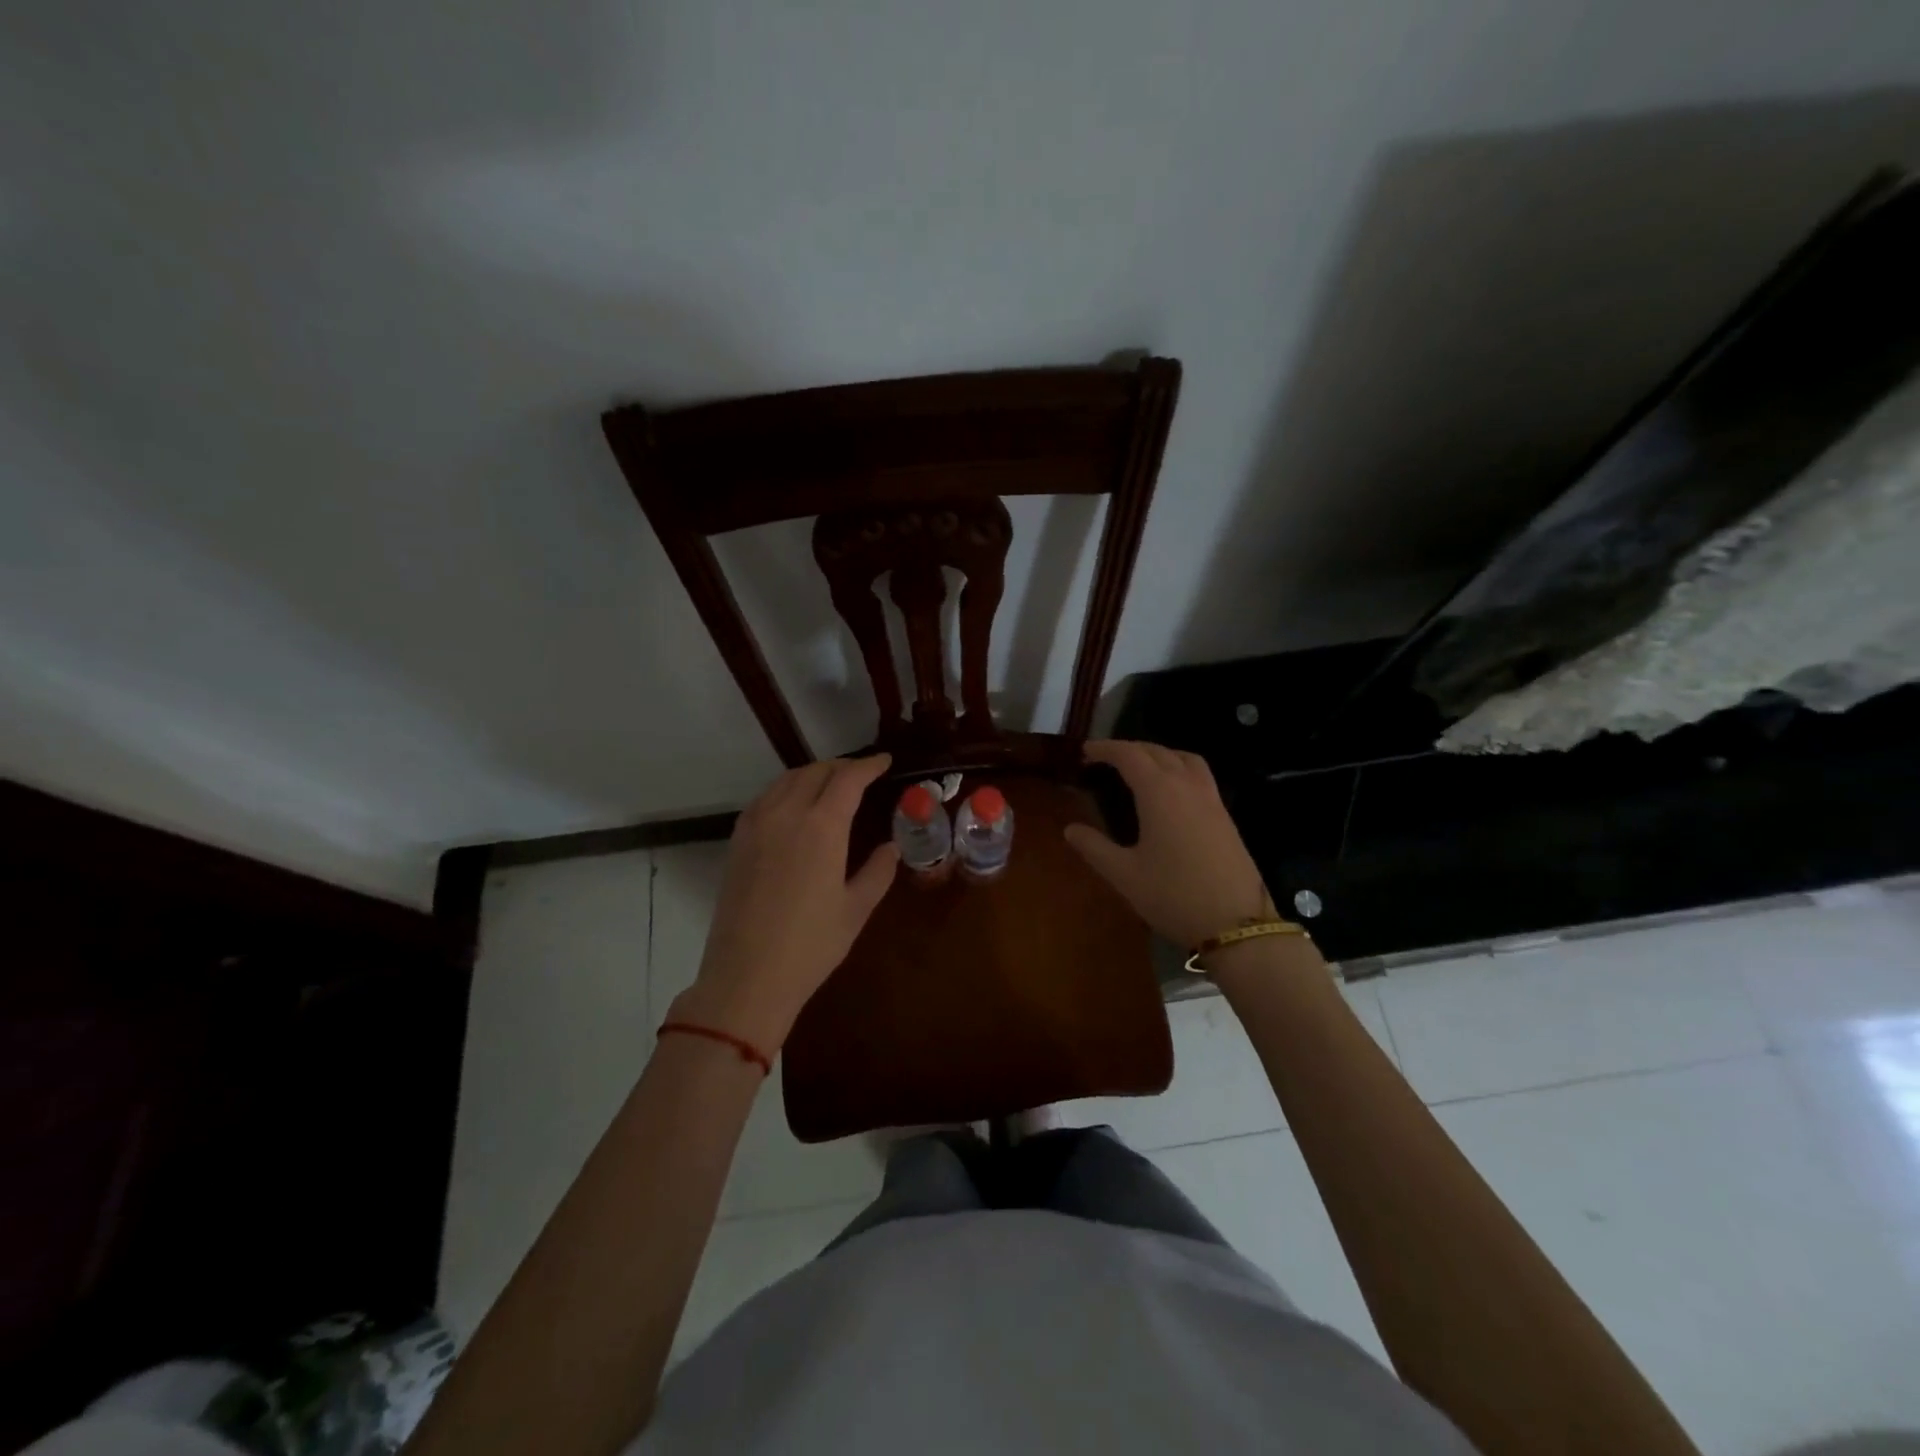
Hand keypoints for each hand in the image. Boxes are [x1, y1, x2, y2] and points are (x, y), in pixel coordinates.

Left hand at [673, 754, 897, 1054]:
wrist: (747, 977)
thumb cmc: (811, 945)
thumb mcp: (856, 909)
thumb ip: (878, 871)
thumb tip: (892, 847)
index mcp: (822, 826)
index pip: (848, 778)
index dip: (869, 766)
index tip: (885, 762)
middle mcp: (786, 813)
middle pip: (816, 771)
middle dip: (842, 766)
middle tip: (862, 774)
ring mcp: (756, 825)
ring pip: (787, 780)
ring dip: (813, 773)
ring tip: (831, 784)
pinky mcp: (737, 841)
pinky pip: (766, 798)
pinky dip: (786, 789)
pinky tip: (795, 806)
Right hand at [1064, 740, 1268, 948]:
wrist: (1236, 924)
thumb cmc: (1173, 896)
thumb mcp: (1124, 875)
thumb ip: (1094, 847)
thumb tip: (1070, 829)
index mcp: (1159, 792)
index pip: (1129, 755)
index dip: (1105, 749)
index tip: (1085, 751)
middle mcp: (1187, 786)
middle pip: (1157, 751)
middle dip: (1129, 749)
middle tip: (1105, 759)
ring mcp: (1211, 800)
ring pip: (1184, 759)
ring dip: (1159, 754)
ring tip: (1140, 767)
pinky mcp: (1225, 816)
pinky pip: (1199, 776)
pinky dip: (1179, 769)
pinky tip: (1170, 794)